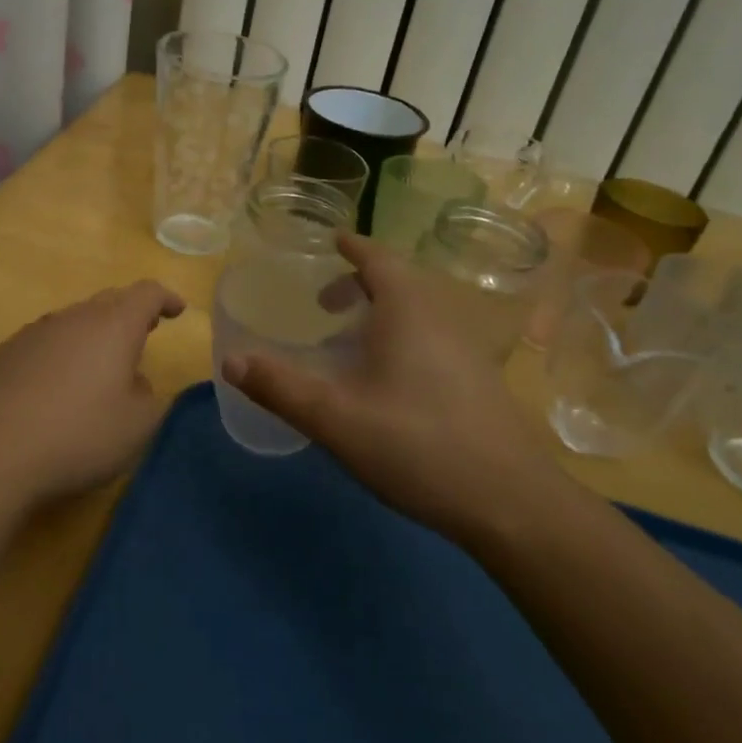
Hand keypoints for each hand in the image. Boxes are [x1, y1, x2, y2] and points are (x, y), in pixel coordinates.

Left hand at [0, 280, 186, 517]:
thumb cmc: (78, 434)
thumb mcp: (137, 426)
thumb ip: (150, 398)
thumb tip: (135, 382)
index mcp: (113, 325)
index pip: (146, 294)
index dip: (165, 298)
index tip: (177, 310)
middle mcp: (73, 318)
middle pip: (108, 302)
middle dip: (131, 313)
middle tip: (147, 330)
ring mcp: (34, 333)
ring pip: (74, 321)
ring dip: (95, 334)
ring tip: (102, 363)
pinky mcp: (4, 355)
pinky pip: (46, 342)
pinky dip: (63, 352)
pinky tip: (58, 385)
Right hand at [223, 234, 565, 542]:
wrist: (510, 502)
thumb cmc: (417, 446)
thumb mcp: (335, 418)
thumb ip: (280, 387)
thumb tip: (231, 360)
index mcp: (408, 310)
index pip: (378, 257)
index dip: (353, 246)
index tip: (331, 240)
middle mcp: (442, 316)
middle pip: (401, 280)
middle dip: (361, 281)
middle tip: (325, 302)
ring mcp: (468, 347)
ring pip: (420, 310)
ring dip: (383, 310)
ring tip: (351, 337)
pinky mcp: (480, 378)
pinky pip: (434, 335)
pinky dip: (403, 335)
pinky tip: (389, 377)